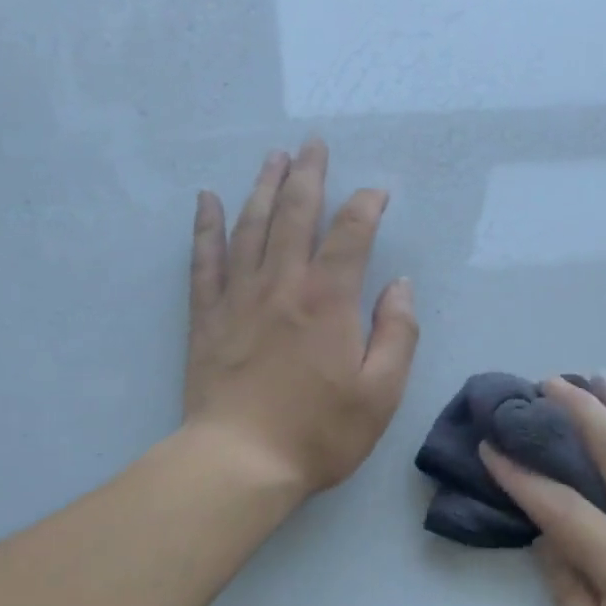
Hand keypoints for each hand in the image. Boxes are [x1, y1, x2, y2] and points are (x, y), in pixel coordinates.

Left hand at [185, 139, 418, 496]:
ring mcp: (239, 297)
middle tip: (313, 144)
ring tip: (273, 157)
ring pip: (251, 226)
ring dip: (263, 187)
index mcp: (329, 300)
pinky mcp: (207, 317)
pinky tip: (208, 200)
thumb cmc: (319, 432)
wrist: (240, 461)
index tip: (377, 194)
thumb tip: (400, 286)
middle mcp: (283, 284)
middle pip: (295, 213)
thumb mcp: (381, 392)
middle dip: (308, 175)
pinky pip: (205, 259)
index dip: (367, 206)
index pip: (352, 234)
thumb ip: (397, 334)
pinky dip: (207, 226)